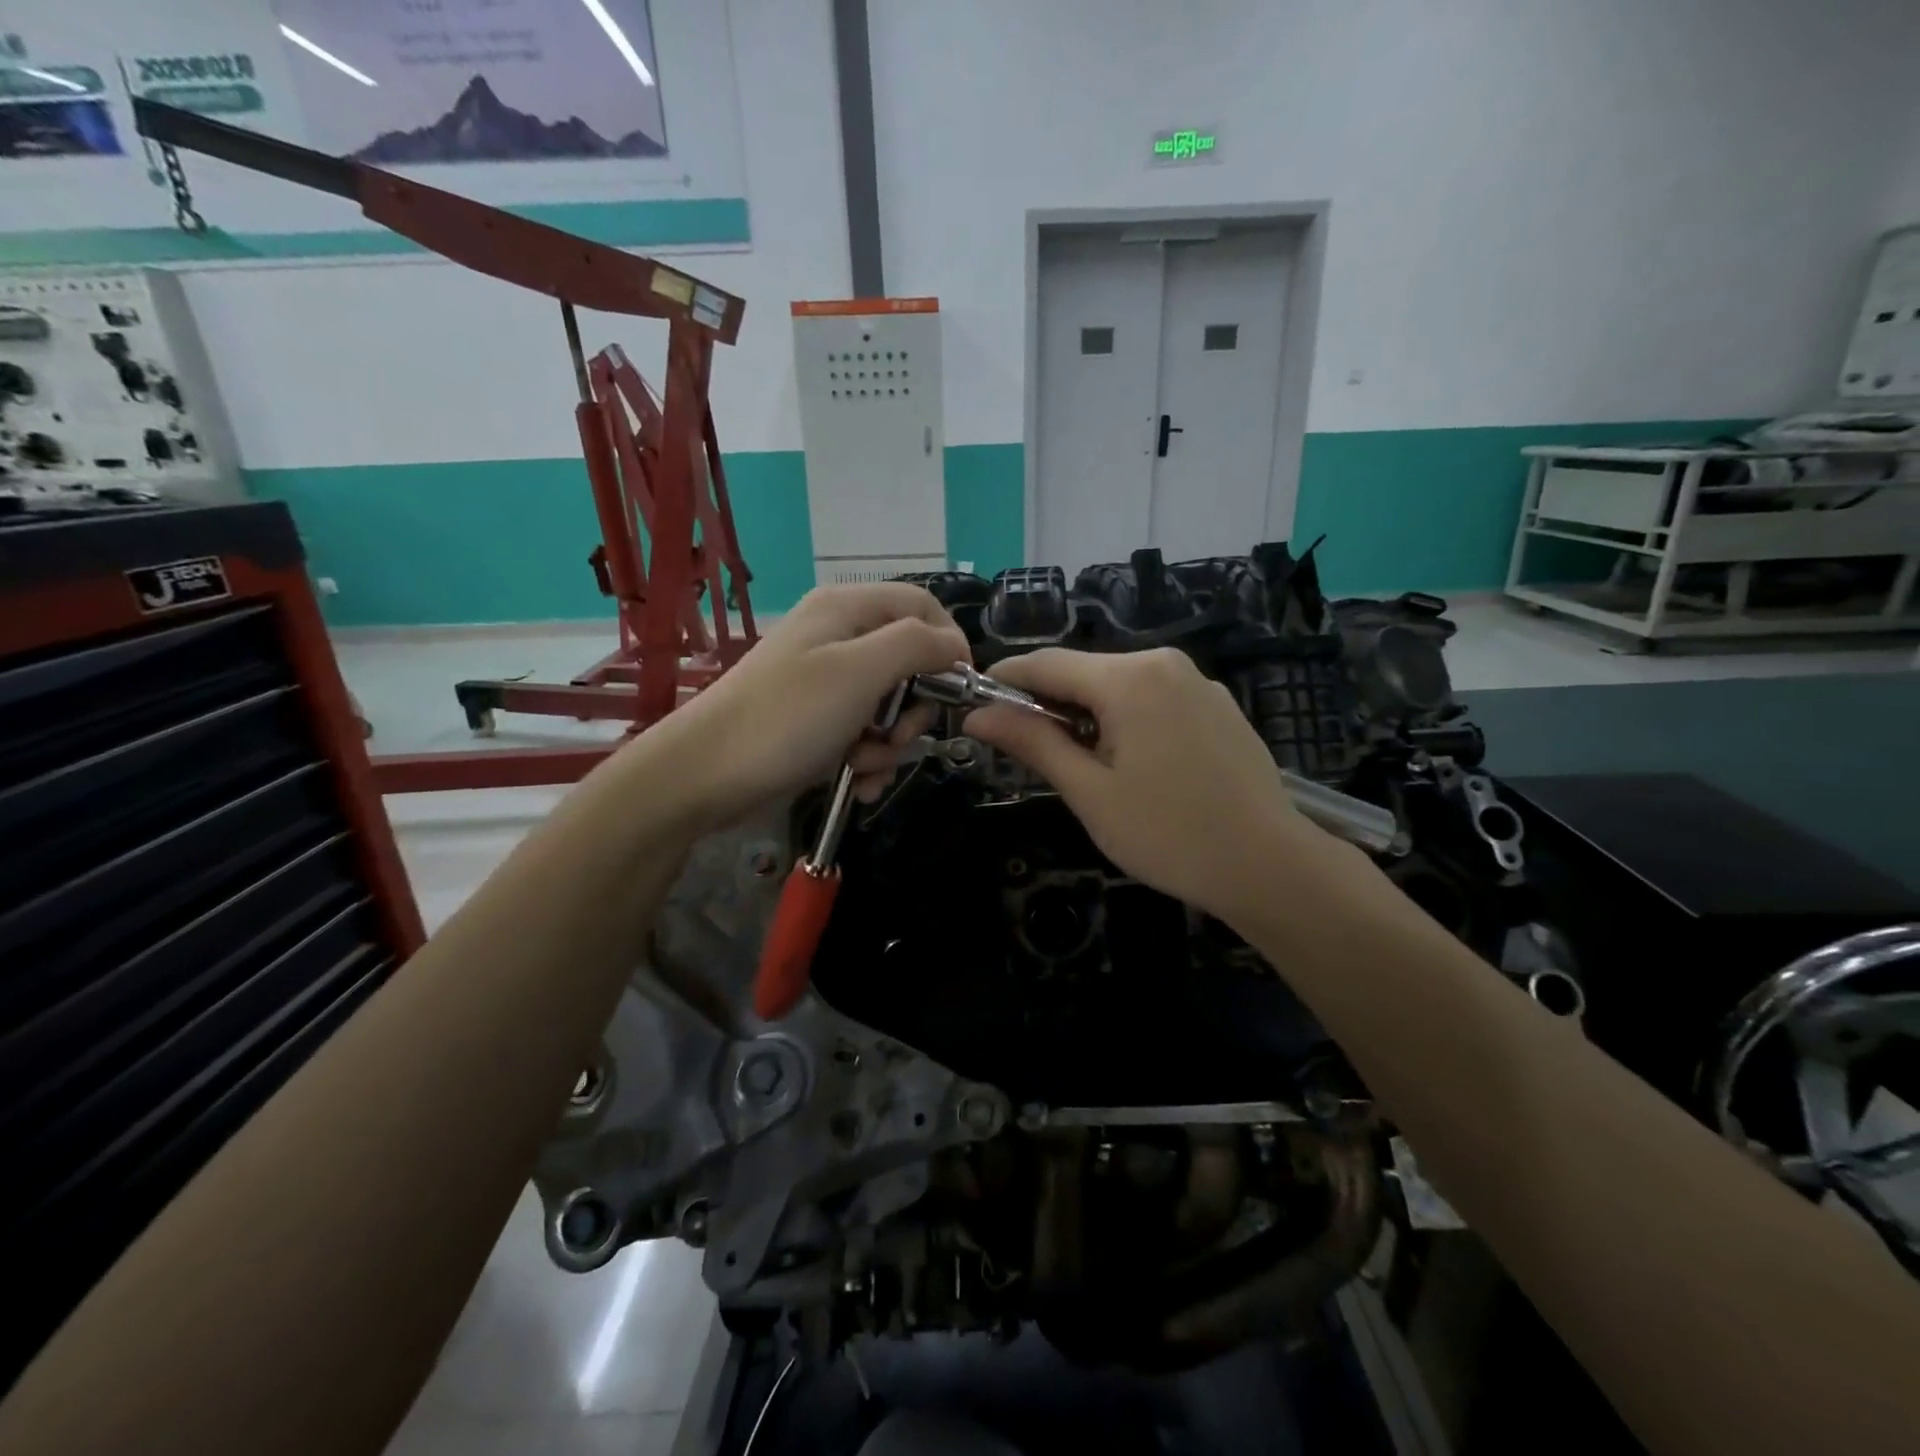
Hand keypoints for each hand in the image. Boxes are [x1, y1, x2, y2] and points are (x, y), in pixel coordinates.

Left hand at [663, 583, 968, 828]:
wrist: (704, 776)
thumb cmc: (786, 718)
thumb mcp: (858, 673)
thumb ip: (915, 646)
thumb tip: (956, 644)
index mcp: (847, 609)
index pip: (923, 606)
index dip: (948, 644)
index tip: (958, 690)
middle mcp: (840, 637)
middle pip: (911, 662)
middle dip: (912, 709)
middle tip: (896, 736)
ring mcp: (827, 681)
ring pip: (891, 706)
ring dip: (889, 744)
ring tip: (861, 765)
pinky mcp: (817, 720)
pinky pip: (865, 733)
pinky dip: (868, 760)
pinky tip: (857, 783)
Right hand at [963, 648, 1339, 922]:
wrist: (1268, 865)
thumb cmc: (1168, 834)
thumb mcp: (1089, 791)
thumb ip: (1033, 742)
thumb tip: (977, 715)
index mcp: (1128, 678)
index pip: (1046, 663)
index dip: (1005, 680)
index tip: (974, 703)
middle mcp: (1164, 663)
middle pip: (1084, 671)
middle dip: (1047, 702)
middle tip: (1023, 749)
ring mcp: (1197, 682)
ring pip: (1119, 685)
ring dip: (1086, 712)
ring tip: (1077, 763)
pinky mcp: (1217, 704)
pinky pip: (1153, 698)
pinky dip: (1125, 718)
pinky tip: (1131, 763)